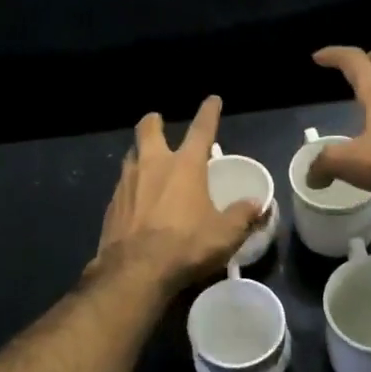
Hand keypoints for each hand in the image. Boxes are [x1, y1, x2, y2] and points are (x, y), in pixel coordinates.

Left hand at [93, 96, 262, 287]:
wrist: (134, 271)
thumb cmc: (185, 246)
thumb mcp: (225, 234)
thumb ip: (243, 216)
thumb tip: (258, 205)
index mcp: (185, 166)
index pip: (201, 129)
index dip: (209, 112)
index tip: (213, 100)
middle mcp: (153, 165)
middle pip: (148, 130)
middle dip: (154, 122)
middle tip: (157, 121)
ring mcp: (127, 183)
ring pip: (131, 156)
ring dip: (139, 154)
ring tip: (146, 162)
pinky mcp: (112, 205)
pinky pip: (122, 186)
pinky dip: (130, 187)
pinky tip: (135, 201)